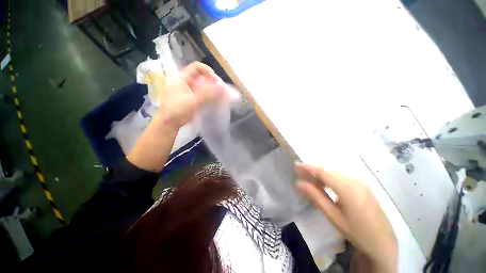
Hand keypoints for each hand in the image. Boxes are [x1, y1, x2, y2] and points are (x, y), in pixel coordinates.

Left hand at [158, 62, 225, 127]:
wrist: (169, 124)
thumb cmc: (178, 110)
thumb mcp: (193, 101)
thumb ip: (208, 94)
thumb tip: (222, 88)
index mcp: (182, 78)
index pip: (196, 67)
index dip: (207, 70)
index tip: (215, 80)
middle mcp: (184, 83)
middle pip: (200, 77)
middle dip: (210, 81)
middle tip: (219, 89)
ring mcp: (187, 91)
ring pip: (201, 86)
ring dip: (210, 89)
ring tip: (218, 95)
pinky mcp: (189, 99)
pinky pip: (200, 94)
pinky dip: (207, 96)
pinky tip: (213, 100)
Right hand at [296, 163, 397, 271]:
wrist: (383, 243)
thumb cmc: (357, 232)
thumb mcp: (334, 217)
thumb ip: (316, 197)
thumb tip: (299, 183)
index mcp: (348, 189)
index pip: (323, 172)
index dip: (308, 167)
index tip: (296, 165)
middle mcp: (355, 181)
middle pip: (329, 171)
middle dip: (313, 171)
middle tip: (300, 175)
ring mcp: (361, 183)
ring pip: (335, 174)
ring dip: (321, 175)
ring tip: (310, 181)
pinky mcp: (363, 187)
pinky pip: (342, 178)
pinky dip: (330, 179)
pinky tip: (325, 187)